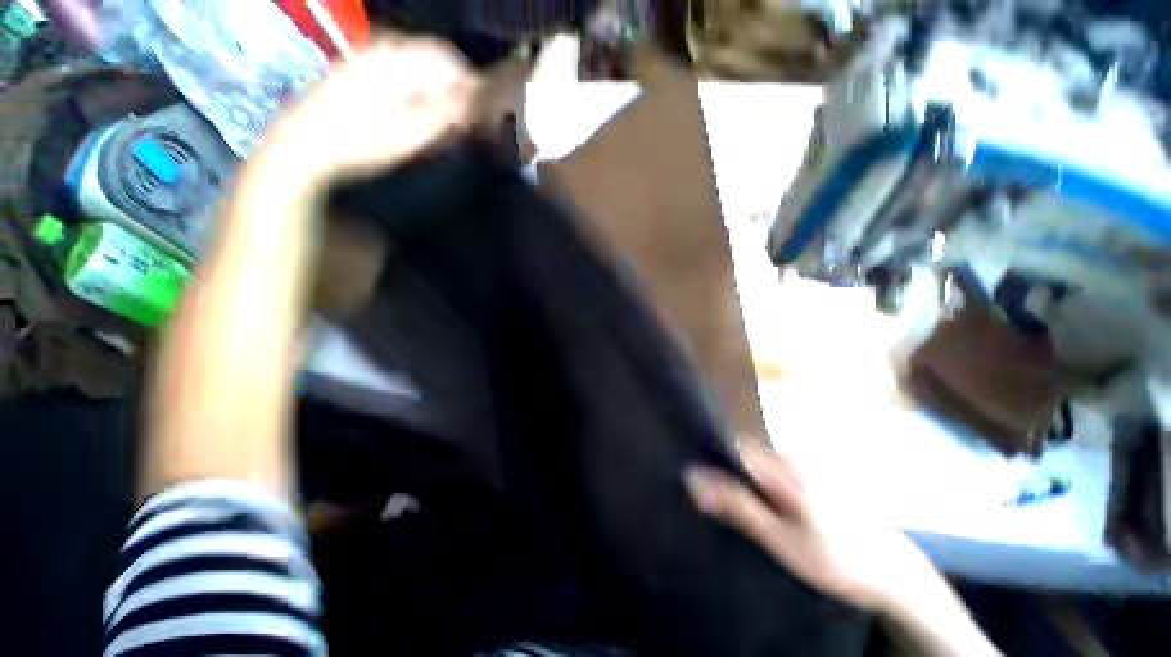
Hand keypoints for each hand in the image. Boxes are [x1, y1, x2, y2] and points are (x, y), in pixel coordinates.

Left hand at [262, 36, 477, 188]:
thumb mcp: (411, 135)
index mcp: (399, 60)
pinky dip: (411, 85)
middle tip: (460, 119)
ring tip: (438, 118)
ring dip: (432, 86)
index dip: (470, 84)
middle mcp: (382, 47)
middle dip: (451, 85)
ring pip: (413, 62)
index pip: (449, 59)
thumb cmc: (361, 144)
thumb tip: (476, 99)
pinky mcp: (353, 67)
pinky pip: (394, 67)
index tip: (480, 112)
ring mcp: (364, 55)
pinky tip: (409, 109)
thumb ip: (446, 114)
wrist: (302, 146)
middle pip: (431, 58)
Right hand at [685, 443, 935, 612]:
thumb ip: (737, 505)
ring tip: (759, 518)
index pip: (735, 449)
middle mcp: (798, 458)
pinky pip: (780, 473)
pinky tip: (779, 515)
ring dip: (752, 486)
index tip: (703, 489)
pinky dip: (769, 489)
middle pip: (748, 456)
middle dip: (734, 479)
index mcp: (788, 468)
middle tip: (731, 513)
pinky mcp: (819, 476)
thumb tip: (695, 478)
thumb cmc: (837, 560)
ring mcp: (811, 466)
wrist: (897, 575)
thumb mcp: (781, 539)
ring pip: (763, 466)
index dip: (715, 465)